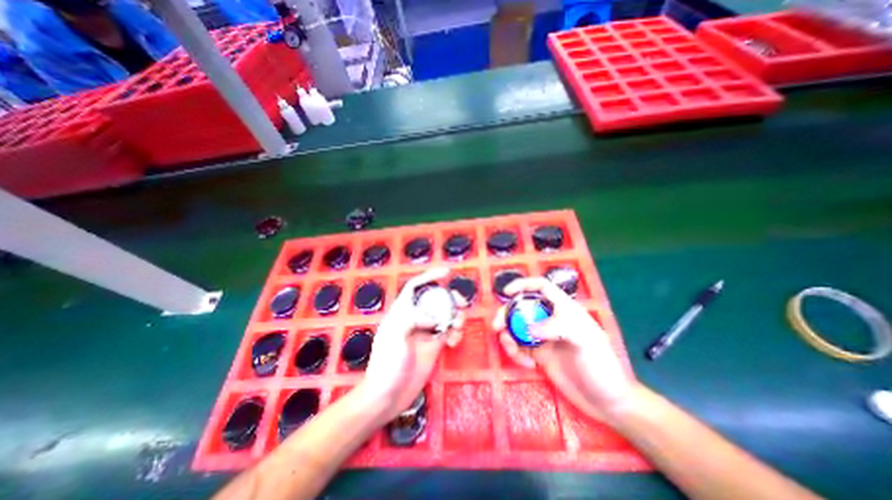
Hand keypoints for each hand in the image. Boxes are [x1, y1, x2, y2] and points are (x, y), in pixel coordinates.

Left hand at [361, 267, 462, 420]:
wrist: (387, 396)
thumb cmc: (387, 364)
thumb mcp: (395, 337)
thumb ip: (412, 319)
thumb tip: (434, 317)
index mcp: (402, 312)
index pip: (415, 287)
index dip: (429, 276)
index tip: (446, 273)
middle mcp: (415, 318)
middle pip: (435, 300)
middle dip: (449, 298)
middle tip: (461, 303)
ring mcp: (426, 332)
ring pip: (445, 315)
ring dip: (456, 316)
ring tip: (459, 325)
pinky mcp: (434, 346)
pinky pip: (449, 332)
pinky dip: (455, 332)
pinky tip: (454, 341)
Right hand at [490, 278, 637, 422]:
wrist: (606, 402)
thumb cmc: (601, 365)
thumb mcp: (585, 340)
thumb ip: (556, 327)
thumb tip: (527, 328)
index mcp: (564, 309)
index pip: (541, 287)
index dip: (523, 285)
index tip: (506, 292)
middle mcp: (550, 320)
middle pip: (522, 307)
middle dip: (506, 314)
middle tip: (496, 327)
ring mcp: (543, 338)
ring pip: (517, 328)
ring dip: (508, 337)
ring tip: (512, 350)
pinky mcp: (538, 355)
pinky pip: (519, 348)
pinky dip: (516, 353)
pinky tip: (527, 364)